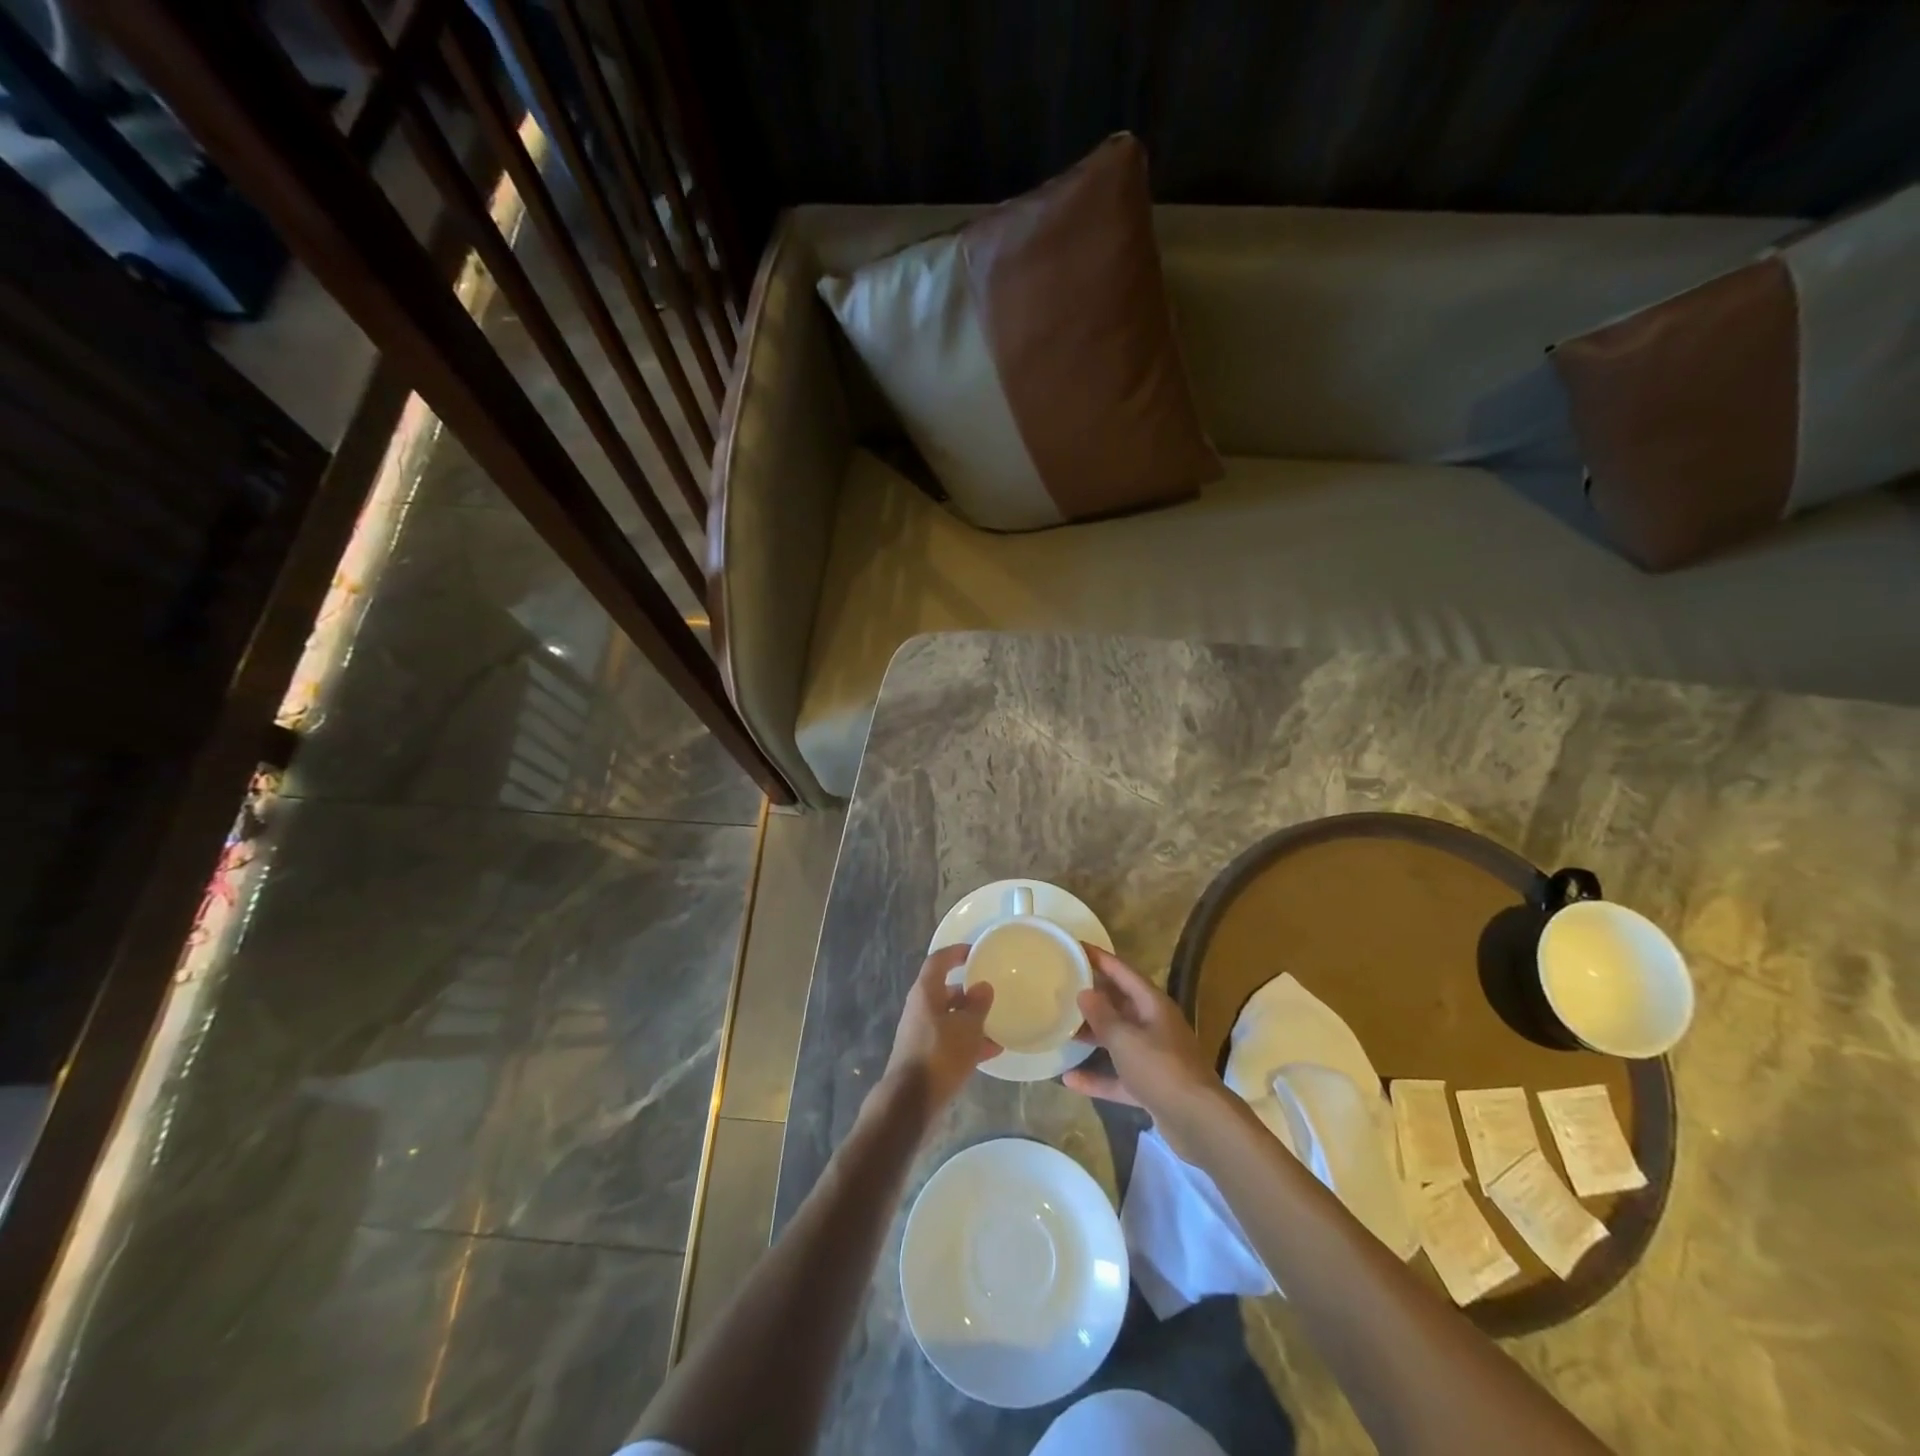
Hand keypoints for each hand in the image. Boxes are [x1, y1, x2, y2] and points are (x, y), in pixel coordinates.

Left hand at [881, 944, 999, 1114]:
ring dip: (971, 1020)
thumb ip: (977, 1005)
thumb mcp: (967, 1028)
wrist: (911, 1102)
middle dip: (968, 991)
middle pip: (945, 990)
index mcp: (926, 993)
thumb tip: (982, 986)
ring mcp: (921, 1033)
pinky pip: (950, 1040)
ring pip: (949, 1018)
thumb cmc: (940, 1055)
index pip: (938, 961)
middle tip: (991, 991)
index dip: (955, 953)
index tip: (975, 952)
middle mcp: (920, 1009)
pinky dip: (968, 1041)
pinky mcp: (926, 1056)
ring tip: (998, 1024)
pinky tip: (992, 1051)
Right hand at [1064, 946, 1226, 1155]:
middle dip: (1093, 997)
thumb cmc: (1161, 1069)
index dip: (1099, 958)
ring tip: (1061, 1029)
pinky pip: (1119, 1075)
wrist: (1199, 1122)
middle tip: (1061, 987)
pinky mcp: (1151, 1086)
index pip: (1122, 972)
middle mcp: (1155, 1025)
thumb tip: (1085, 992)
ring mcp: (1154, 1057)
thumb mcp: (1125, 1039)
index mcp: (1153, 1005)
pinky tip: (1069, 1079)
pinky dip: (1097, 1077)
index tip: (1075, 947)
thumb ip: (1102, 1016)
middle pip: (1120, 1004)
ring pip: (1118, 1039)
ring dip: (1093, 1036)